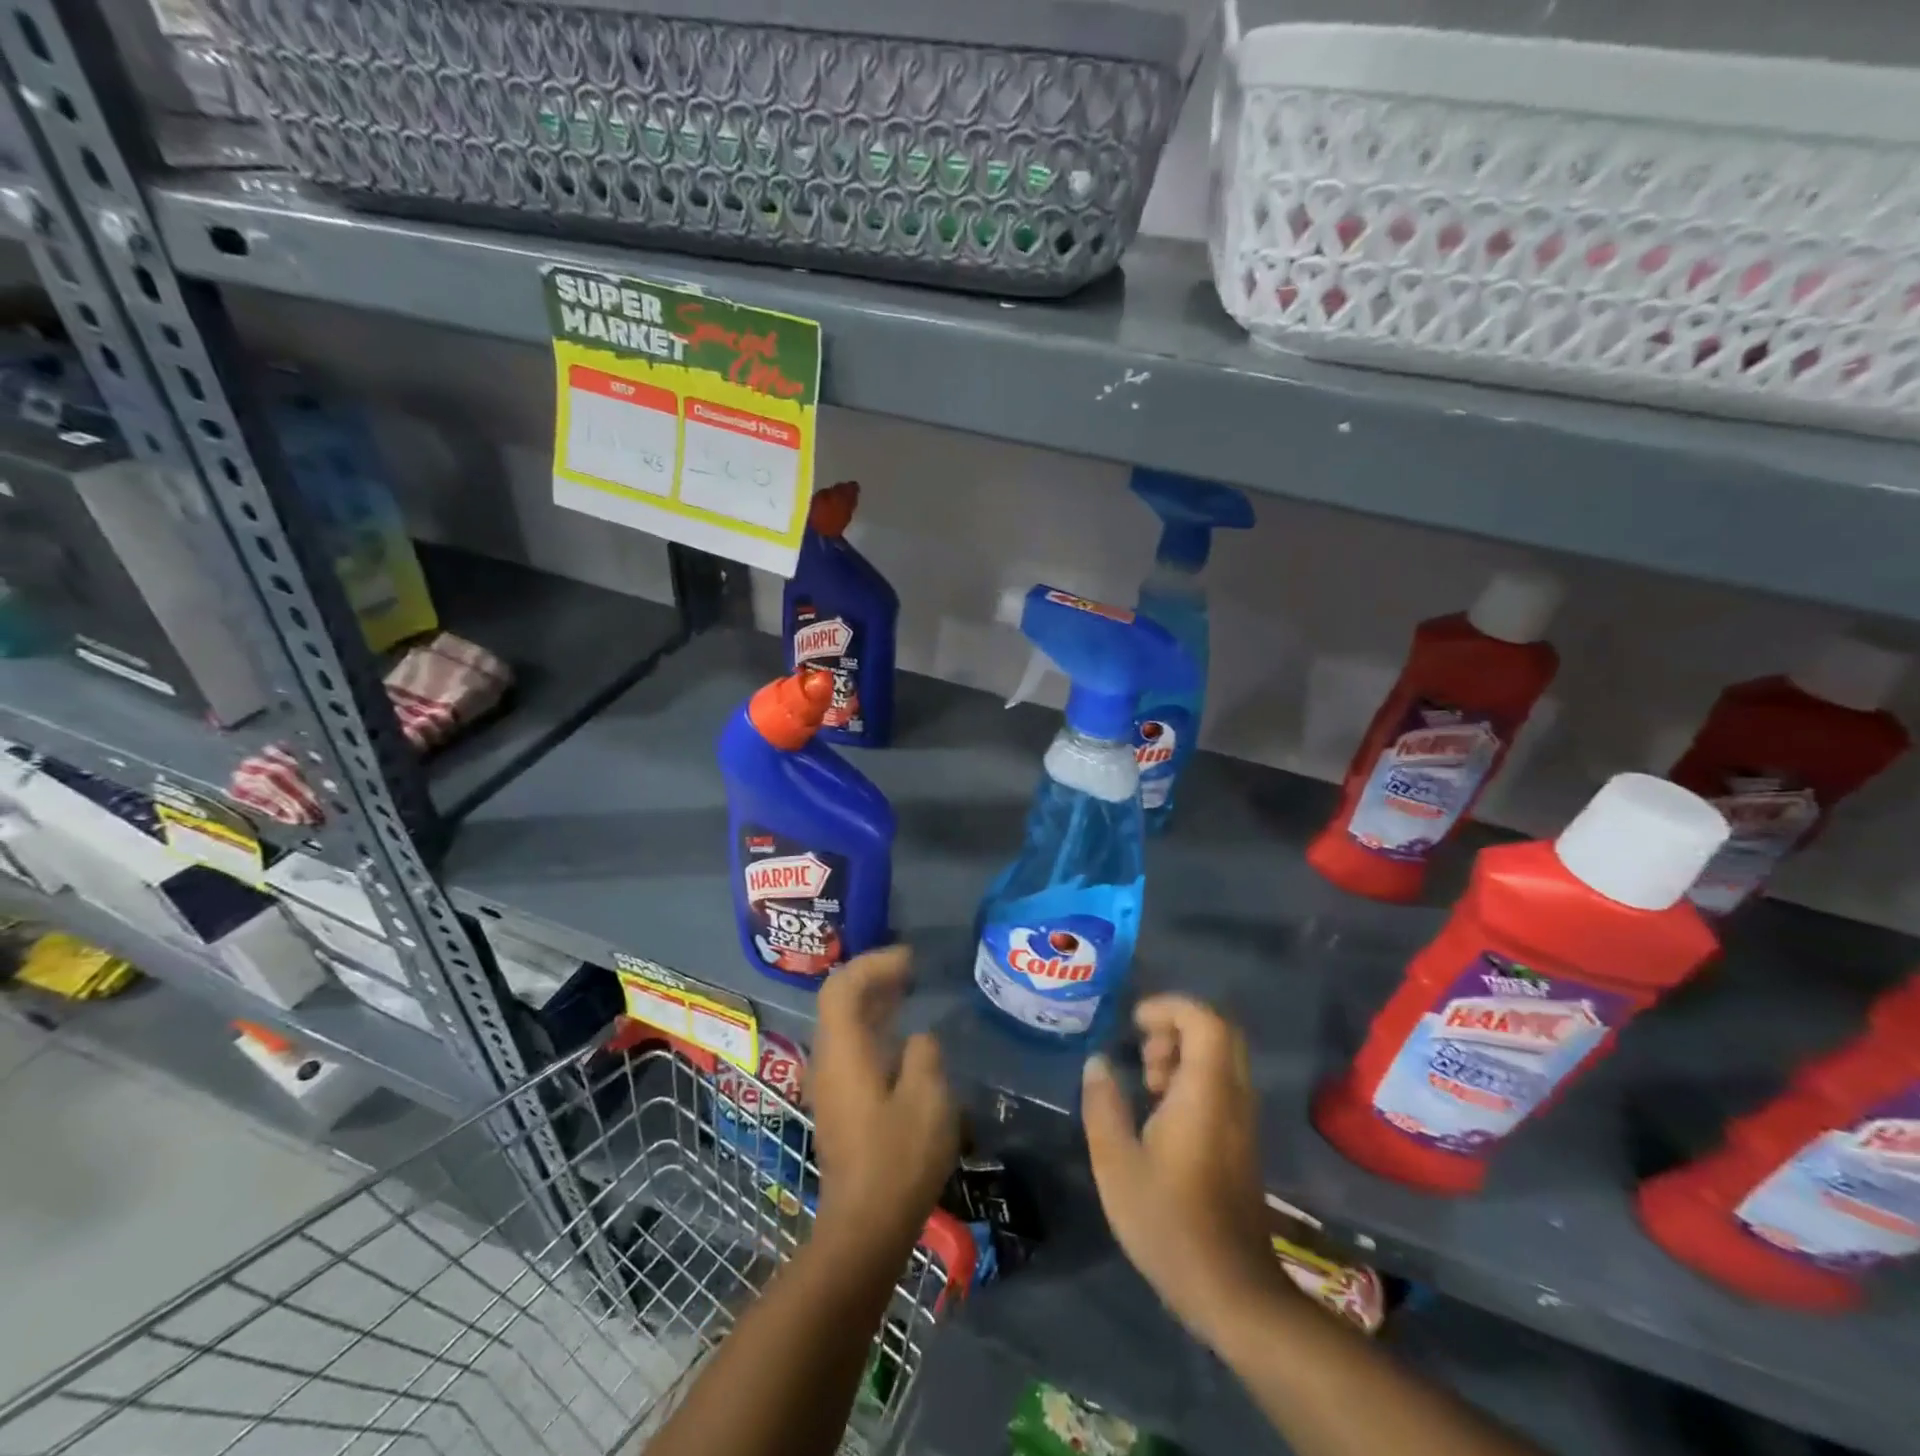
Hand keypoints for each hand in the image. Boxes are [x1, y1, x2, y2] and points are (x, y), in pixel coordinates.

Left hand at [808, 945, 960, 1255]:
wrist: (865, 1227)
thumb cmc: (898, 1158)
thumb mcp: (927, 1098)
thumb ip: (923, 1055)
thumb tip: (917, 1041)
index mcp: (843, 1051)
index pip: (842, 986)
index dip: (873, 964)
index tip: (909, 958)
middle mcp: (827, 1061)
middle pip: (839, 1002)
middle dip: (872, 977)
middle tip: (911, 968)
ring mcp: (829, 1084)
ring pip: (844, 1025)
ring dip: (873, 1002)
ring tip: (909, 991)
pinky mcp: (839, 1104)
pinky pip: (851, 1047)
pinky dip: (874, 1028)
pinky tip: (902, 1037)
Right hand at [1082, 995, 1290, 1351]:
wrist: (1231, 1289)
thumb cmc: (1168, 1222)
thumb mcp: (1116, 1164)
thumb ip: (1103, 1105)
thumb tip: (1098, 1063)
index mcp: (1206, 1092)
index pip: (1205, 1020)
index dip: (1169, 1007)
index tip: (1134, 1024)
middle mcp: (1233, 1096)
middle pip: (1218, 1032)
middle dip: (1176, 1026)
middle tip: (1142, 1052)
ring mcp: (1242, 1119)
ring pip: (1221, 1057)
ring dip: (1182, 1054)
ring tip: (1146, 1084)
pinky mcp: (1240, 1140)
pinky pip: (1221, 1084)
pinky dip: (1191, 1078)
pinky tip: (1160, 1111)